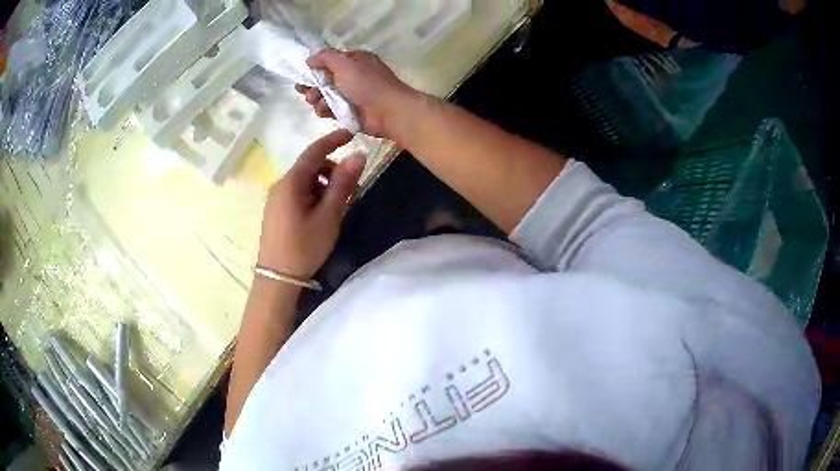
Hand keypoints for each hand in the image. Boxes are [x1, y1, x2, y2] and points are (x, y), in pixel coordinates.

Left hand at [257, 130, 364, 278]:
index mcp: (291, 182)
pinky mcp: (277, 211)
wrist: (278, 279)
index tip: (353, 133)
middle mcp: (281, 185)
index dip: (333, 139)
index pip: (314, 151)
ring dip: (324, 184)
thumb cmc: (304, 247)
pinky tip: (322, 213)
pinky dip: (314, 194)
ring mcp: (276, 198)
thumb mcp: (328, 216)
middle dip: (332, 169)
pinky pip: (298, 192)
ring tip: (337, 206)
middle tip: (351, 188)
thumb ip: (343, 184)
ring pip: (305, 180)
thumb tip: (358, 155)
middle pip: (310, 166)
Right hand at [296, 49, 419, 139]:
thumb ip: (325, 57)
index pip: (327, 62)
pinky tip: (325, 111)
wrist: (388, 111)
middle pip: (322, 80)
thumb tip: (309, 59)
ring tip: (318, 101)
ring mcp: (348, 95)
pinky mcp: (347, 112)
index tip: (302, 75)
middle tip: (306, 91)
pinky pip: (328, 110)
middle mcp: (350, 76)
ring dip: (316, 99)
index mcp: (352, 61)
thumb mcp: (345, 62)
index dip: (313, 68)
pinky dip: (324, 110)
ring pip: (322, 96)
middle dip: (312, 86)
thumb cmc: (367, 83)